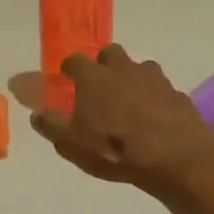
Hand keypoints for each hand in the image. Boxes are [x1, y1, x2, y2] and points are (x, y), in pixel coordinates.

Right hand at [30, 45, 213, 191]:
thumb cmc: (115, 149)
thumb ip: (51, 125)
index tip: (66, 81)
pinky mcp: (177, 94)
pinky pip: (161, 90)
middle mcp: (124, 69)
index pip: (74, 60)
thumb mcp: (72, 144)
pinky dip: (155, 99)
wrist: (177, 159)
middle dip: (103, 65)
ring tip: (129, 105)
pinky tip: (154, 120)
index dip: (68, 70)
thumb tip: (36, 114)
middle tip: (100, 88)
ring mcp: (155, 79)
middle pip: (110, 53)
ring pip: (140, 68)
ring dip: (132, 79)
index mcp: (94, 77)